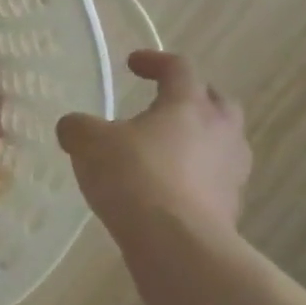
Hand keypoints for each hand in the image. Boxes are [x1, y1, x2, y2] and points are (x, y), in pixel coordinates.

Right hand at [56, 51, 250, 233]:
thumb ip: (78, 127)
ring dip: (196, 139)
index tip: (132, 63)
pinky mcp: (231, 206)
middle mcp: (220, 131)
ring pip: (220, 141)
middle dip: (190, 97)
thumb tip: (73, 126)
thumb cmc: (134, 177)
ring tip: (163, 150)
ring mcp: (232, 171)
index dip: (155, 61)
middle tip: (162, 103)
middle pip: (215, 101)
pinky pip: (213, 178)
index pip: (179, 68)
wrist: (177, 243)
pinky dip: (193, 175)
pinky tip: (165, 188)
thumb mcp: (88, 143)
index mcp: (188, 105)